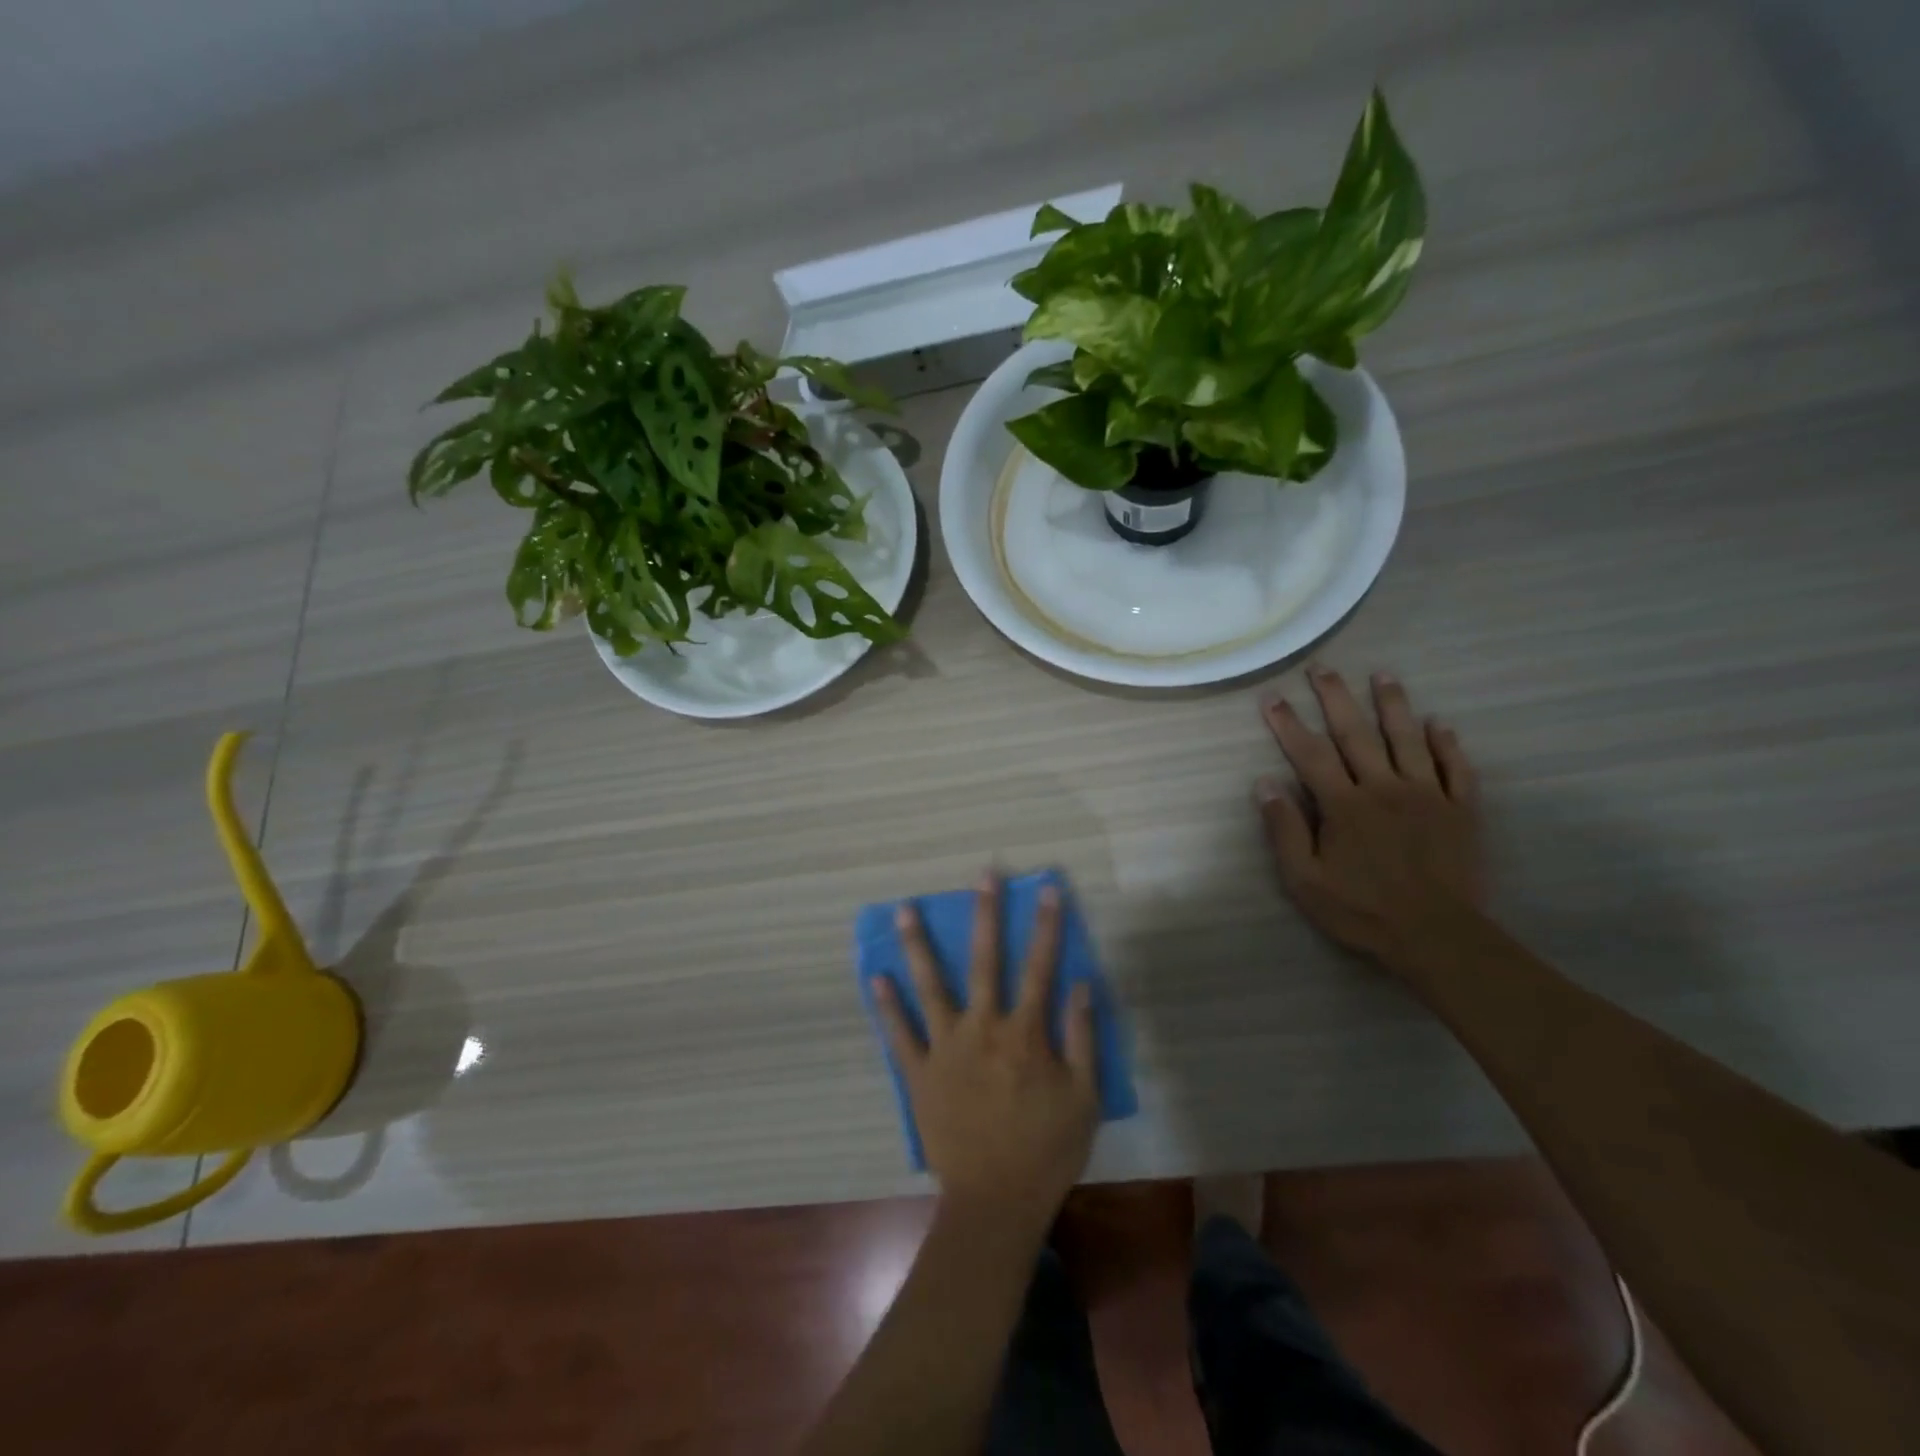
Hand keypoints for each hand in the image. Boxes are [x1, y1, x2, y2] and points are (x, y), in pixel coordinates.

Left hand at [876, 874, 1098, 1227]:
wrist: (995, 1202)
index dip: (1046, 926)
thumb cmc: (1047, 1149)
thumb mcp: (1084, 1097)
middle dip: (986, 914)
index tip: (1047, 889)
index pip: (1040, 967)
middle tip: (982, 875)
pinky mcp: (919, 1072)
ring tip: (904, 908)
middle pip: (984, 961)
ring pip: (930, 985)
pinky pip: (899, 1033)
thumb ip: (1082, 1038)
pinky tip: (875, 976)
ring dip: (918, 945)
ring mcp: (945, 1048)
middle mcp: (982, 1028)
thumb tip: (1081, 984)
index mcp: (1024, 1033)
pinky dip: (887, 1005)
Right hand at [1257, 665, 1486, 971]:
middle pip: (1357, 733)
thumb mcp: (1305, 880)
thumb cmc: (1362, 910)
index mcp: (1344, 804)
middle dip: (1336, 697)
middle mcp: (1385, 788)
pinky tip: (1439, 724)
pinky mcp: (1461, 811)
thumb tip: (1264, 783)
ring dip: (1393, 704)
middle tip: (1323, 667)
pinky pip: (1456, 769)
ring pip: (1409, 739)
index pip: (1310, 754)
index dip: (1288, 723)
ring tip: (1383, 674)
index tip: (1272, 697)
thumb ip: (1285, 829)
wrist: (1437, 937)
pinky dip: (1447, 744)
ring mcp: (1428, 796)